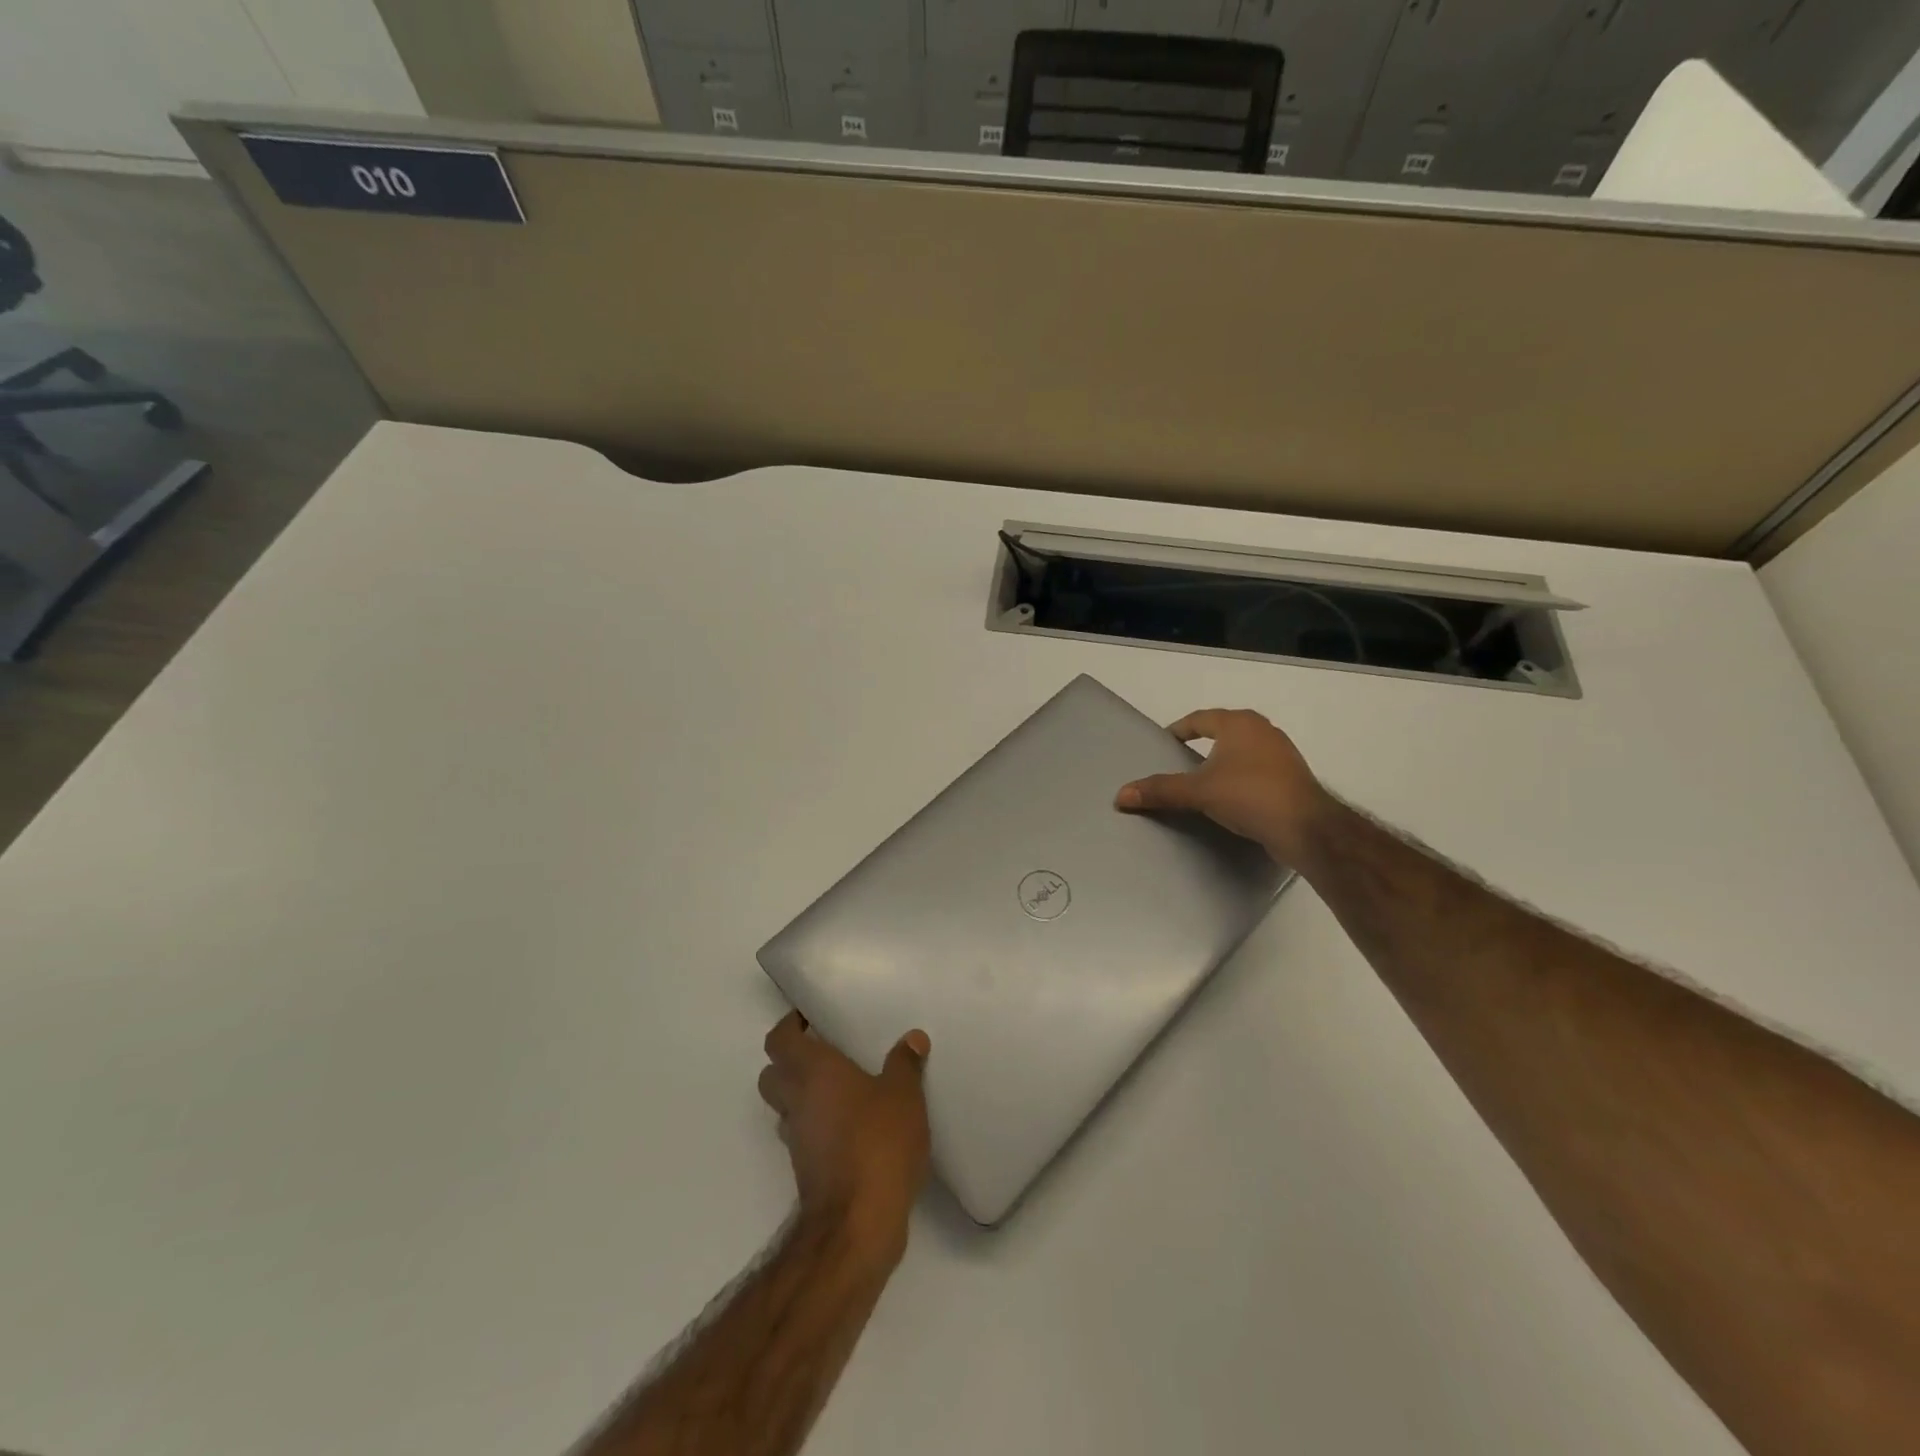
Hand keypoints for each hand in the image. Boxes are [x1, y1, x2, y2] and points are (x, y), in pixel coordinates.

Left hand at [758, 1012, 931, 1262]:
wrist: (857, 1224)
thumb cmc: (878, 1143)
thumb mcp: (904, 1095)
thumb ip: (905, 1064)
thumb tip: (912, 1038)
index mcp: (812, 1071)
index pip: (779, 1039)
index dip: (789, 1026)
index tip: (810, 1018)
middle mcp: (796, 1101)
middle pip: (772, 1073)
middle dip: (790, 1060)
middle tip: (825, 1051)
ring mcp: (797, 1139)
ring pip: (785, 1107)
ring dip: (802, 1095)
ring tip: (842, 1088)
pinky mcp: (806, 1170)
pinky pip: (803, 1134)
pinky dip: (817, 1125)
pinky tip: (851, 1126)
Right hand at [1115, 708, 1331, 864]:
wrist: (1307, 828)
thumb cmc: (1249, 795)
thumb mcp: (1198, 792)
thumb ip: (1160, 791)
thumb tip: (1120, 795)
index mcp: (1239, 724)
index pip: (1199, 719)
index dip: (1178, 730)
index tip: (1163, 744)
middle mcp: (1262, 730)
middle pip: (1222, 732)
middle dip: (1201, 744)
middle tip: (1178, 762)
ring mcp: (1281, 754)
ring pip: (1241, 751)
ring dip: (1221, 762)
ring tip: (1201, 782)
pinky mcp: (1291, 778)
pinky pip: (1256, 771)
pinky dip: (1239, 778)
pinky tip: (1230, 798)